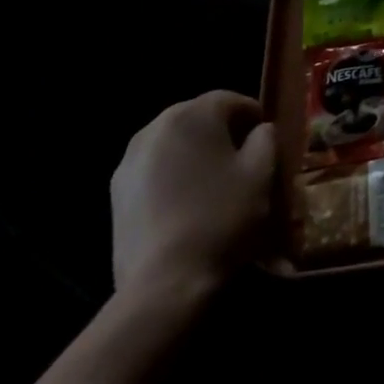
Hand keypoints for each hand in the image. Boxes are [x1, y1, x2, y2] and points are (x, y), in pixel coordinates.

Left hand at [110, 90, 276, 302]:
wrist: (165, 283)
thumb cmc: (222, 216)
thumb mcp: (262, 170)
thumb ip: (266, 137)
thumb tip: (259, 131)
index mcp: (192, 114)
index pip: (231, 100)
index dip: (254, 117)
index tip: (267, 140)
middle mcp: (155, 127)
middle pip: (198, 118)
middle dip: (222, 133)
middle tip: (243, 161)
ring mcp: (129, 162)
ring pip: (174, 145)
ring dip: (195, 155)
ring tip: (214, 185)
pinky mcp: (115, 194)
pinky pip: (155, 171)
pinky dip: (173, 177)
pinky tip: (187, 205)